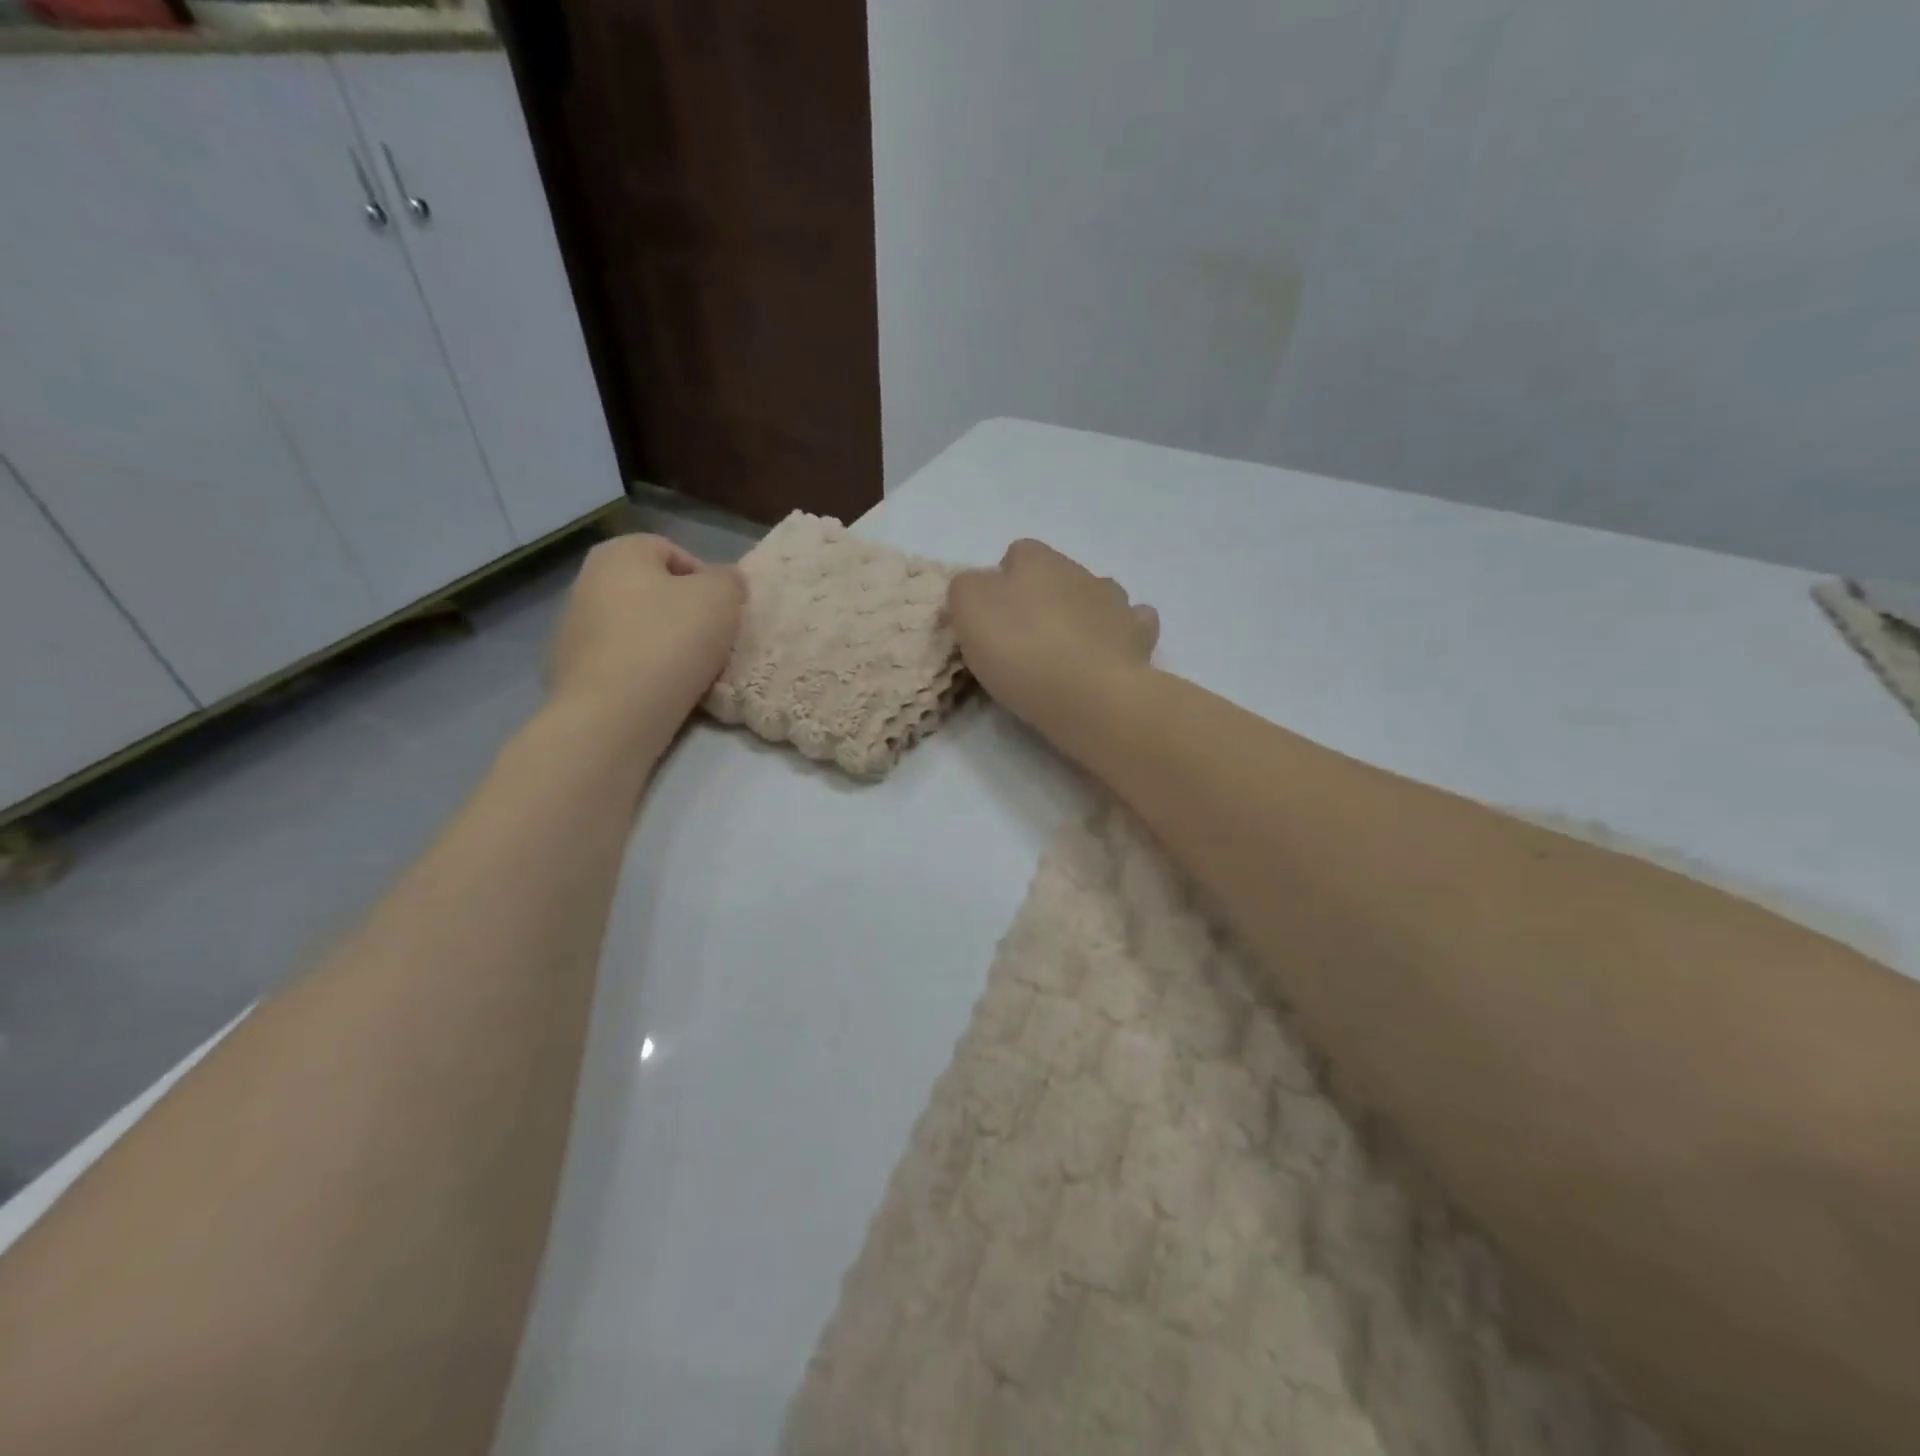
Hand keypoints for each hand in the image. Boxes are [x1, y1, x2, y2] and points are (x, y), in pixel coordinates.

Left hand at [547, 535, 745, 748]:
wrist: (613, 714)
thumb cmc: (670, 641)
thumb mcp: (721, 598)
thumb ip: (729, 580)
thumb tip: (724, 581)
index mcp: (619, 552)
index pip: (674, 552)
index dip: (707, 579)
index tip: (724, 612)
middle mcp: (587, 580)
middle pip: (653, 591)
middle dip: (684, 612)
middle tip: (711, 641)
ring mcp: (573, 628)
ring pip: (637, 627)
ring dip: (664, 643)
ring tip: (689, 671)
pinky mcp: (571, 671)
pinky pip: (621, 661)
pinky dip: (643, 670)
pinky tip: (661, 691)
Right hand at [947, 539, 1158, 733]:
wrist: (1091, 695)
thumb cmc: (1021, 651)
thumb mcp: (968, 612)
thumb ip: (967, 589)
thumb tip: (979, 587)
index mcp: (1036, 560)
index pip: (1017, 554)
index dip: (1003, 581)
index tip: (993, 618)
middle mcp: (1080, 571)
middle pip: (1057, 576)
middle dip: (1043, 599)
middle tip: (1025, 641)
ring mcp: (1116, 602)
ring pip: (1097, 595)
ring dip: (1082, 615)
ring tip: (1067, 652)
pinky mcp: (1140, 636)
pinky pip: (1131, 624)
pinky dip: (1119, 635)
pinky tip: (1107, 655)